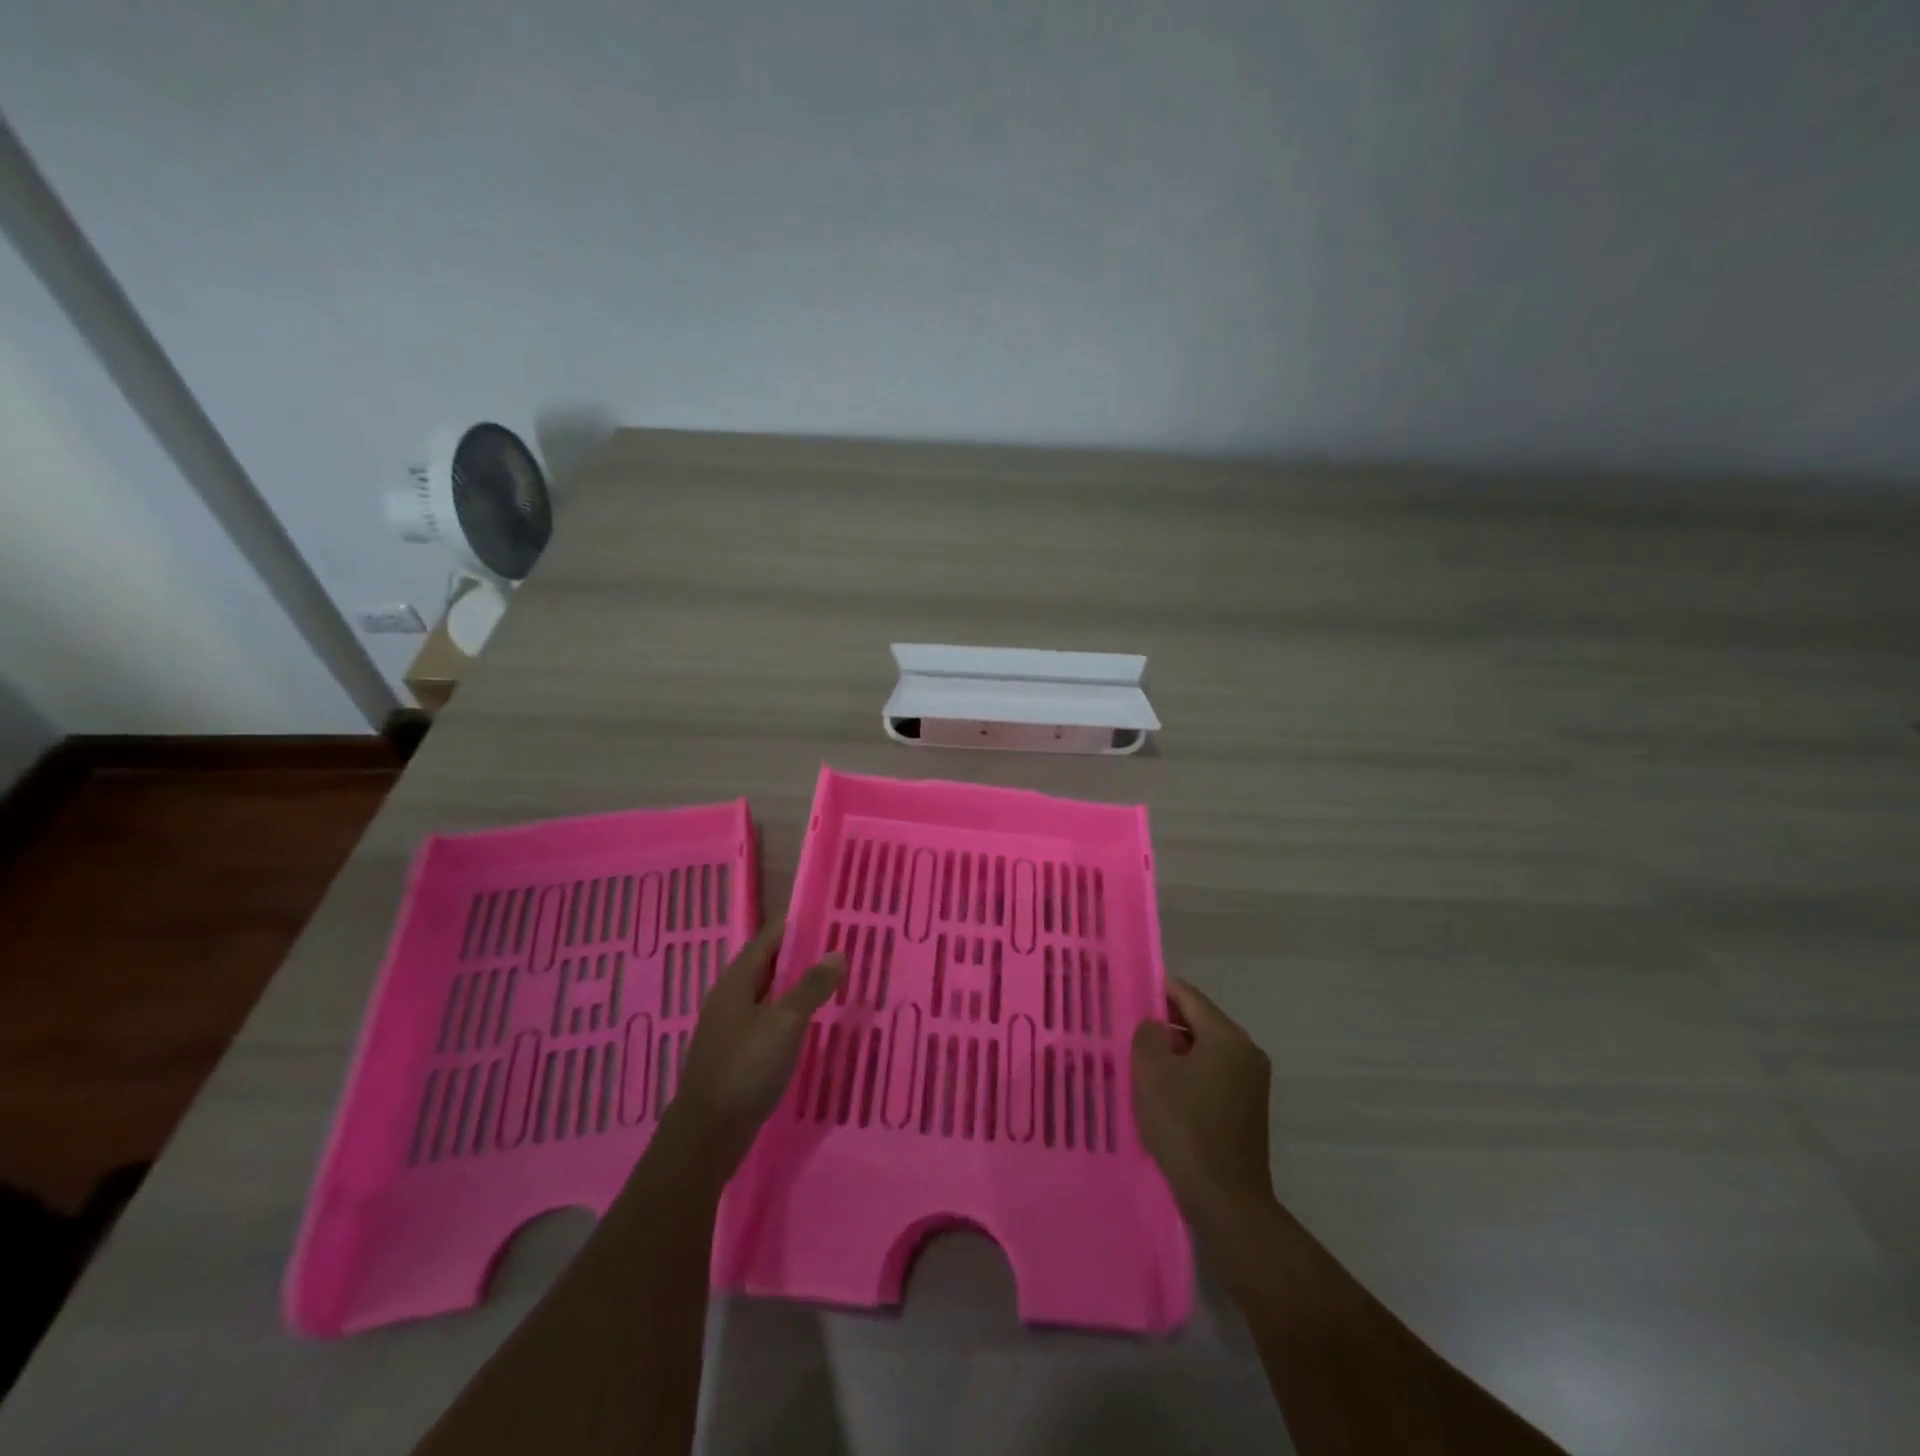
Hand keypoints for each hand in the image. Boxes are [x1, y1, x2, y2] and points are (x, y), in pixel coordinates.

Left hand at [670, 919, 843, 1173]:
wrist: (707, 1135)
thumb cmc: (746, 1068)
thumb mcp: (786, 1022)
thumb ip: (811, 986)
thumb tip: (836, 952)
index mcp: (737, 981)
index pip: (768, 939)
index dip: (796, 925)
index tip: (829, 916)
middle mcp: (730, 998)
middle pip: (767, 965)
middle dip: (800, 955)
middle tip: (839, 949)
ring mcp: (730, 1028)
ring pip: (768, 994)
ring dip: (796, 986)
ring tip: (831, 982)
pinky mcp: (735, 1055)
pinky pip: (766, 1021)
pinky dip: (789, 1014)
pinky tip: (810, 1024)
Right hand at [1131, 978, 1274, 1222]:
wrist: (1225, 1200)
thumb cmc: (1184, 1126)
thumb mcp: (1151, 1072)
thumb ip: (1147, 1035)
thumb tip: (1154, 1025)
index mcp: (1227, 1036)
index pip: (1188, 995)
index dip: (1157, 990)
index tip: (1129, 994)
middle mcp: (1246, 1052)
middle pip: (1199, 1022)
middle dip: (1164, 1024)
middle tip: (1129, 1030)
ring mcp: (1251, 1083)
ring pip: (1205, 1051)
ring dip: (1175, 1053)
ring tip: (1140, 1062)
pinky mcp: (1248, 1109)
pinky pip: (1213, 1076)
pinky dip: (1189, 1075)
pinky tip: (1163, 1092)